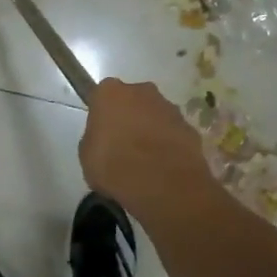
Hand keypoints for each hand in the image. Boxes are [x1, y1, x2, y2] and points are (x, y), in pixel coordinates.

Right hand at [79, 77, 217, 222]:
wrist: (163, 184)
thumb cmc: (114, 166)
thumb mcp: (87, 156)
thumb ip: (94, 139)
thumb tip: (104, 140)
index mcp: (110, 93)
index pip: (101, 95)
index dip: (101, 114)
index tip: (101, 133)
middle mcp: (142, 91)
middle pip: (132, 100)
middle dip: (128, 116)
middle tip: (122, 145)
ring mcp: (169, 107)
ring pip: (155, 115)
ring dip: (150, 129)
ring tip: (145, 160)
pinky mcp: (190, 127)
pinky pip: (173, 133)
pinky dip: (168, 144)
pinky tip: (163, 166)